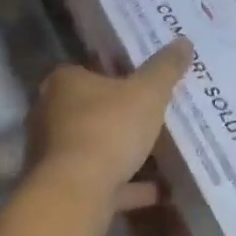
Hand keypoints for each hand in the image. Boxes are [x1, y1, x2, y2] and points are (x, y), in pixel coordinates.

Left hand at [27, 40, 193, 214]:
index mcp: (65, 82)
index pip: (90, 69)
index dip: (117, 73)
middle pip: (91, 109)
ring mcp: (54, 153)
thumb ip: (165, 68)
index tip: (143, 81)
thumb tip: (184, 41)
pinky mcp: (63, 187)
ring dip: (123, 152)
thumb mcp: (147, 93)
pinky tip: (159, 190)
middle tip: (154, 114)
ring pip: (95, 147)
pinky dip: (128, 185)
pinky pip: (102, 181)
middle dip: (120, 114)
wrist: (75, 193)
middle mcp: (51, 114)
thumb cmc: (108, 129)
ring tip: (159, 152)